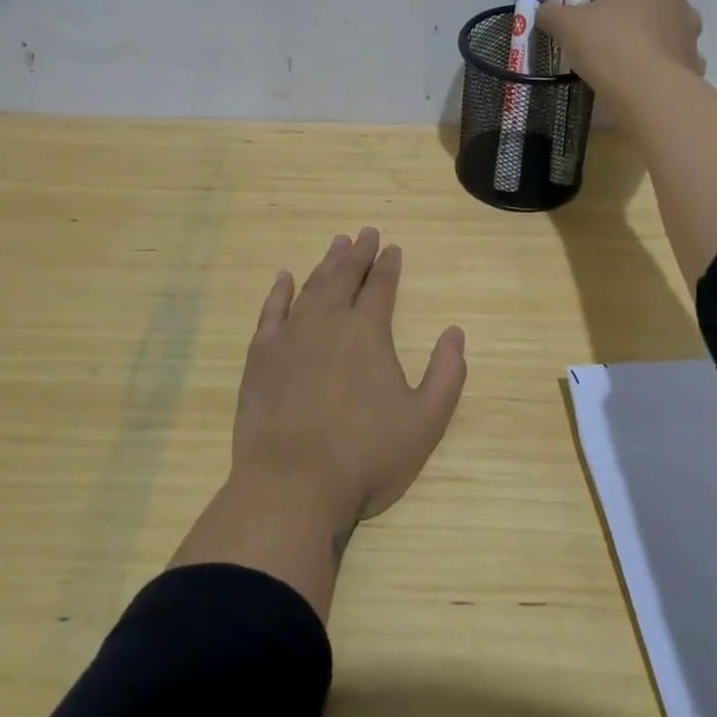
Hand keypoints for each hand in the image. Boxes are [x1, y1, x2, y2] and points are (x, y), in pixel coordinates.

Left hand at [234, 228, 466, 540]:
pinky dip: (280, 291)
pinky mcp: (261, 355)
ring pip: (312, 286)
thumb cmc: (365, 456)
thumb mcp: (425, 423)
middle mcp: (329, 320)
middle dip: (359, 253)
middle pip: (345, 276)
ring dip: (326, 263)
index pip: (381, 286)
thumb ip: (446, 375)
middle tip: (365, 232)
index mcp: (367, 331)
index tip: (392, 247)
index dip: (388, 264)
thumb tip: (455, 332)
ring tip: (336, 244)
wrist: (292, 485)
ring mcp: (291, 335)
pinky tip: (285, 278)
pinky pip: (271, 310)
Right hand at [536, 0, 704, 98]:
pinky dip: (649, 61)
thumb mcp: (565, 24)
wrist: (650, 93)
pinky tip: (631, 76)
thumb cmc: (607, 44)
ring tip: (608, 56)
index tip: (569, 7)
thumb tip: (546, 11)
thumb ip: (551, 12)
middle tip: (585, 31)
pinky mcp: (692, 61)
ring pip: (653, 25)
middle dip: (610, 10)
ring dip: (633, 34)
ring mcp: (688, 30)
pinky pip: (664, 55)